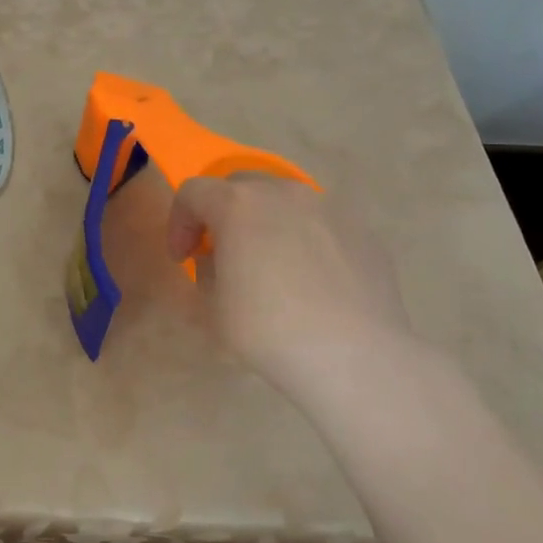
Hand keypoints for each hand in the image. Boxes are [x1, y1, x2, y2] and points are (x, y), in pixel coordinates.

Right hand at [167, 175, 416, 402]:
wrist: (354, 356)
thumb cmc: (268, 330)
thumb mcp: (214, 304)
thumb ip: (209, 267)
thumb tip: (224, 256)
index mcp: (238, 204)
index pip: (194, 192)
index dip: (180, 222)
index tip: (184, 258)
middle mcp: (283, 193)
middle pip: (241, 186)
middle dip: (224, 213)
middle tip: (224, 252)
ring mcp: (328, 207)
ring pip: (285, 201)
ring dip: (268, 222)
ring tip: (273, 264)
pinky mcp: (362, 229)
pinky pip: (321, 224)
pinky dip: (306, 240)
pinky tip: (313, 281)